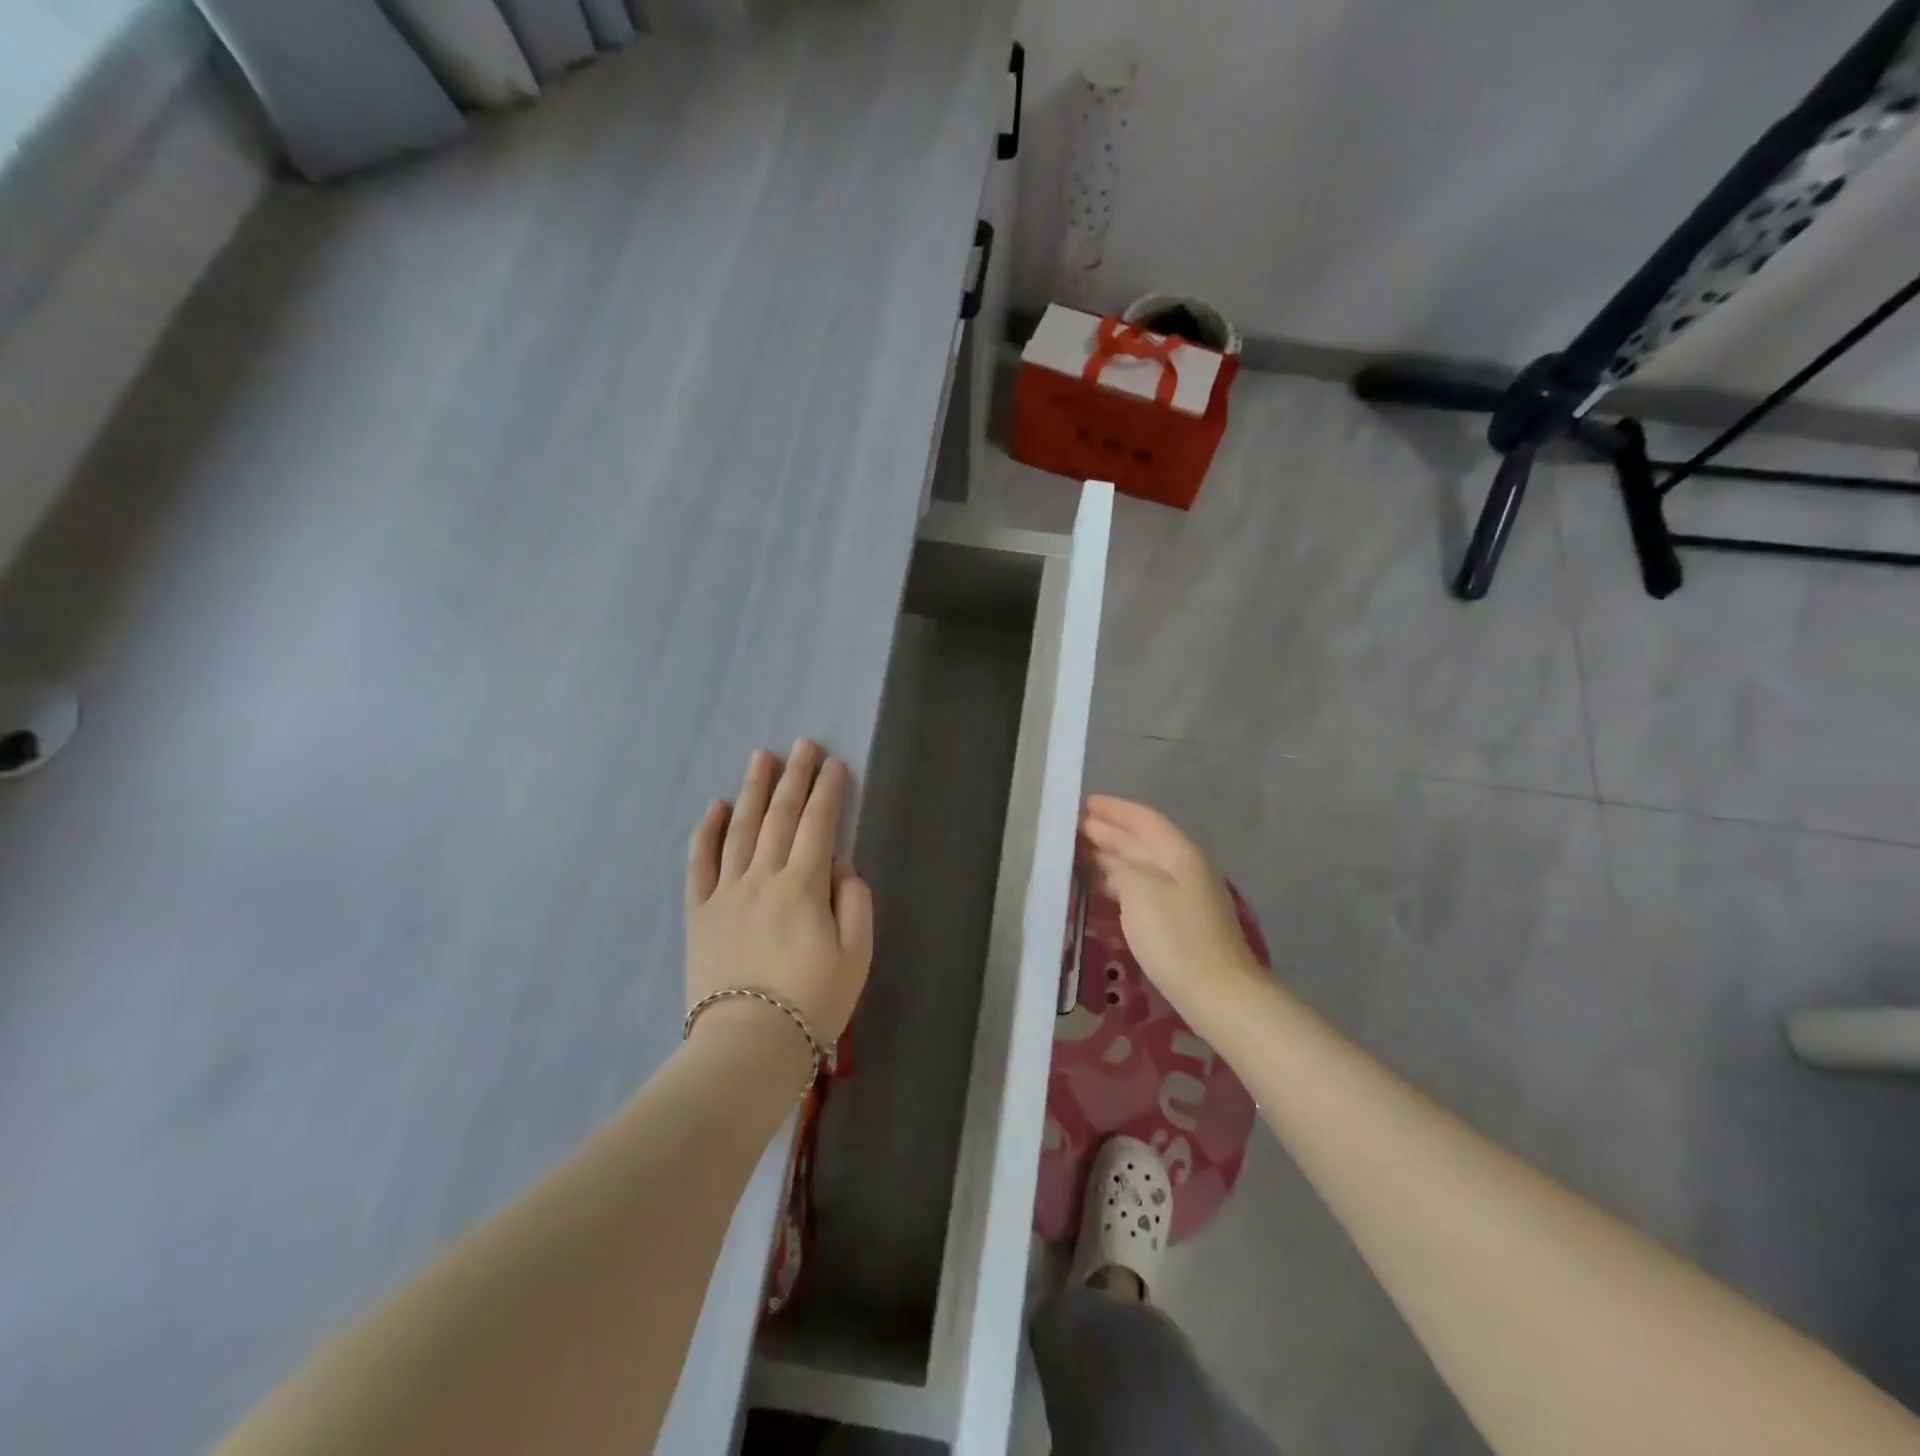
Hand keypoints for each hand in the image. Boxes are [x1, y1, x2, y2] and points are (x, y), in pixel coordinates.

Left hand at [686, 742, 873, 1049]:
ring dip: (753, 790)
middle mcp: (763, 878)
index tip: (834, 763)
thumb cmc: (813, 1002)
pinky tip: (715, 807)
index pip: (819, 825)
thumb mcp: (857, 956)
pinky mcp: (699, 913)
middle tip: (802, 744)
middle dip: (795, 777)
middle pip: (781, 816)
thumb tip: (842, 867)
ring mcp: (726, 892)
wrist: (749, 1046)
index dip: (829, 791)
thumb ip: (855, 903)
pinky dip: (706, 831)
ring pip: (740, 829)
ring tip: (761, 758)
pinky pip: (699, 863)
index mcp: (804, 886)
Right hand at [1080, 795, 1263, 1024]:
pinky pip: (1142, 889)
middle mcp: (1183, 868)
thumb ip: (1121, 866)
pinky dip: (1119, 882)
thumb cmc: (1176, 936)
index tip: (1085, 804)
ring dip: (1111, 856)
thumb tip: (1112, 862)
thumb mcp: (1140, 891)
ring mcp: (1183, 896)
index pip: (1144, 820)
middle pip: (1142, 841)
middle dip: (1108, 831)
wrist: (1217, 993)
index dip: (1115, 810)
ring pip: (1141, 866)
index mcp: (1178, 853)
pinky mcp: (1178, 922)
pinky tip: (1102, 888)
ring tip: (1079, 853)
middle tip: (1073, 827)